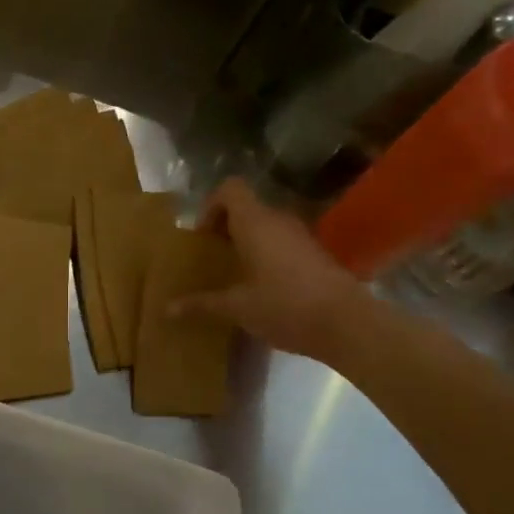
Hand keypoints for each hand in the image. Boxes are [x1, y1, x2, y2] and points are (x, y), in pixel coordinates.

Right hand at [171, 177, 364, 359]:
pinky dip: (267, 255)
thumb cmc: (284, 306)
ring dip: (247, 242)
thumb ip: (202, 304)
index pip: (230, 189)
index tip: (202, 237)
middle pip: (247, 208)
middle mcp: (279, 221)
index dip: (211, 206)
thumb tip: (167, 309)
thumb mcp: (237, 308)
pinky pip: (282, 243)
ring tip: (234, 273)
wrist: (347, 324)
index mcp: (255, 223)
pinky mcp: (316, 254)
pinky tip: (261, 287)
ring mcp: (302, 236)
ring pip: (266, 226)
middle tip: (212, 257)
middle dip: (226, 228)